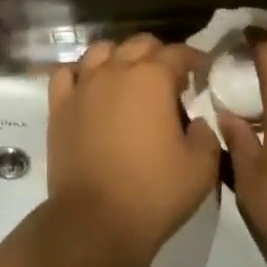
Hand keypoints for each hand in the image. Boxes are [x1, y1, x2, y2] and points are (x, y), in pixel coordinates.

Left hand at [47, 35, 219, 266]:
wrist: (95, 221)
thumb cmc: (153, 192)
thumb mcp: (201, 168)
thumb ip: (206, 135)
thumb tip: (198, 122)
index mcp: (153, 78)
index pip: (177, 53)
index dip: (193, 59)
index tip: (201, 71)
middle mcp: (116, 70)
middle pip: (139, 44)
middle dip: (158, 54)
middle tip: (168, 79)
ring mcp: (84, 86)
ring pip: (101, 51)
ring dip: (119, 58)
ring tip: (127, 78)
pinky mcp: (59, 106)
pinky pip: (66, 73)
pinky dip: (79, 73)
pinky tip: (89, 87)